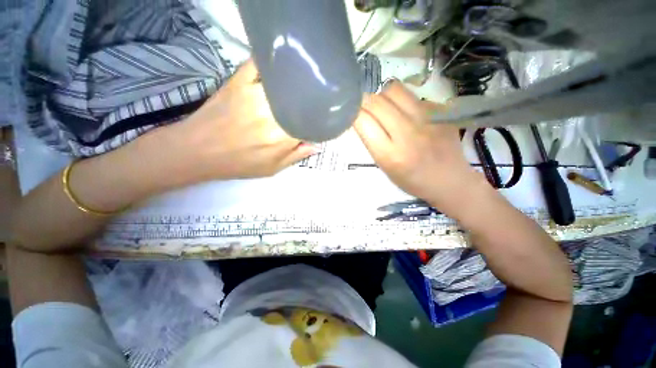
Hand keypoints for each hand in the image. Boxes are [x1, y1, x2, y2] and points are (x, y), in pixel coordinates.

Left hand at [181, 59, 317, 180]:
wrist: (198, 150)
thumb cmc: (239, 164)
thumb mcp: (272, 168)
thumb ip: (296, 156)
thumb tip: (317, 145)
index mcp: (283, 137)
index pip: (311, 124)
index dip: (318, 123)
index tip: (320, 122)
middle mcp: (273, 113)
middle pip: (302, 101)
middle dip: (311, 103)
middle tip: (312, 104)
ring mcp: (255, 94)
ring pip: (285, 81)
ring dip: (296, 83)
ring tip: (302, 86)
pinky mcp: (238, 81)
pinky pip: (259, 64)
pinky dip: (271, 63)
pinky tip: (280, 66)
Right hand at [354, 80, 487, 216]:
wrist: (449, 180)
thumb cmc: (411, 180)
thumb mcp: (385, 168)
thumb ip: (372, 142)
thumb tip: (362, 117)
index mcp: (390, 155)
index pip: (363, 121)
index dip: (353, 113)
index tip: (351, 114)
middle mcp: (407, 134)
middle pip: (376, 102)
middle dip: (364, 102)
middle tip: (365, 109)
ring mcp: (427, 119)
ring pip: (394, 90)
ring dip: (383, 97)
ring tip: (386, 108)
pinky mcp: (441, 111)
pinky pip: (413, 96)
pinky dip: (403, 102)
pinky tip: (408, 115)